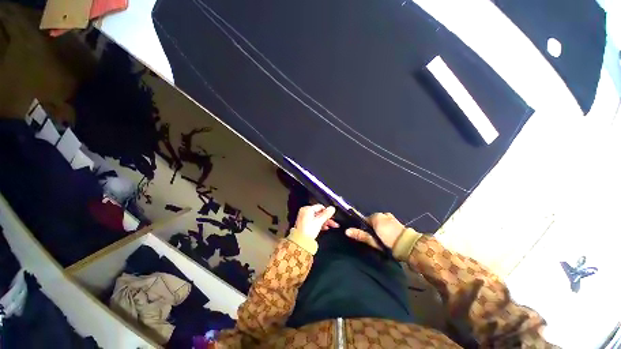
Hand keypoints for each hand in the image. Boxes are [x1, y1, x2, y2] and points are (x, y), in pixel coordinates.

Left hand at [293, 204, 338, 239]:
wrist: (301, 241)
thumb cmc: (307, 230)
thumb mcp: (319, 221)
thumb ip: (326, 214)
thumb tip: (332, 208)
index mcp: (307, 209)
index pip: (320, 207)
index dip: (327, 211)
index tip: (332, 215)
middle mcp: (305, 212)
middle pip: (319, 213)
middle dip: (327, 218)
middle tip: (333, 222)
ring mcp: (304, 218)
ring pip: (317, 218)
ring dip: (325, 221)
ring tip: (332, 226)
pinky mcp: (305, 224)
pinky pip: (314, 222)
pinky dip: (320, 224)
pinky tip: (325, 228)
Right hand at [345, 213, 403, 249]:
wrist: (408, 245)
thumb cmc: (387, 240)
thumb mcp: (372, 239)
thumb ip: (360, 234)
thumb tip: (347, 231)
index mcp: (376, 216)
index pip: (365, 219)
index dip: (363, 226)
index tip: (364, 234)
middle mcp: (384, 215)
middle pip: (373, 221)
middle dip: (372, 227)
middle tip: (373, 238)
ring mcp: (391, 218)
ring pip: (381, 222)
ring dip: (380, 228)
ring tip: (381, 239)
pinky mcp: (398, 223)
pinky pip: (388, 224)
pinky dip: (386, 228)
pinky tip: (388, 236)